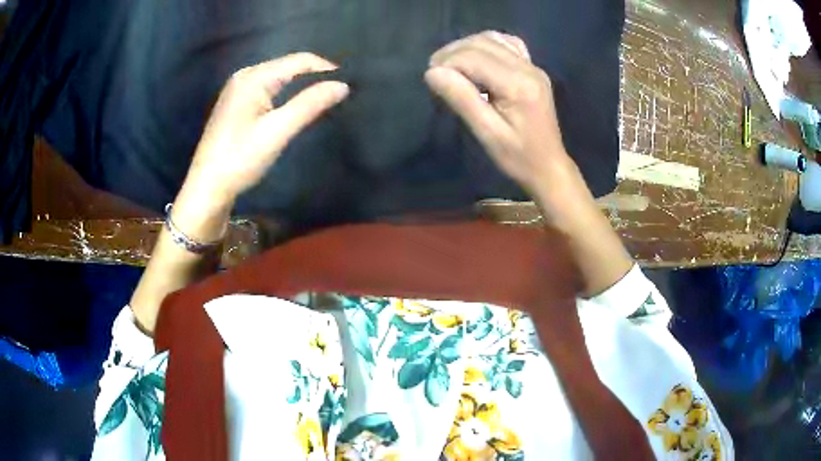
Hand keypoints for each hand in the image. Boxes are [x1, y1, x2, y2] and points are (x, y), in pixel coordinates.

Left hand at [184, 53, 349, 205]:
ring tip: (323, 98)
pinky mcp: (236, 103)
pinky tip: (295, 106)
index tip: (349, 83)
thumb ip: (309, 104)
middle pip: (288, 66)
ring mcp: (238, 89)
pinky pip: (268, 88)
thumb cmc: (240, 159)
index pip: (299, 60)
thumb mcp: (277, 131)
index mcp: (254, 77)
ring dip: (301, 85)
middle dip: (314, 76)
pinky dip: (286, 93)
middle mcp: (245, 75)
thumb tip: (343, 85)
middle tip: (338, 92)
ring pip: (279, 77)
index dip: (326, 68)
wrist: (207, 187)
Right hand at [424, 31, 585, 205]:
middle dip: (452, 54)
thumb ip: (462, 99)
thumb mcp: (487, 134)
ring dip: (466, 47)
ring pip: (492, 39)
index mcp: (518, 84)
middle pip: (481, 43)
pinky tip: (476, 60)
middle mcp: (527, 68)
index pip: (473, 57)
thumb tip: (432, 73)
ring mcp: (532, 66)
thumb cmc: (518, 157)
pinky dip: (486, 46)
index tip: (431, 82)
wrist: (549, 166)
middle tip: (436, 75)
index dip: (446, 64)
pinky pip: (506, 44)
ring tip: (451, 67)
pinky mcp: (533, 69)